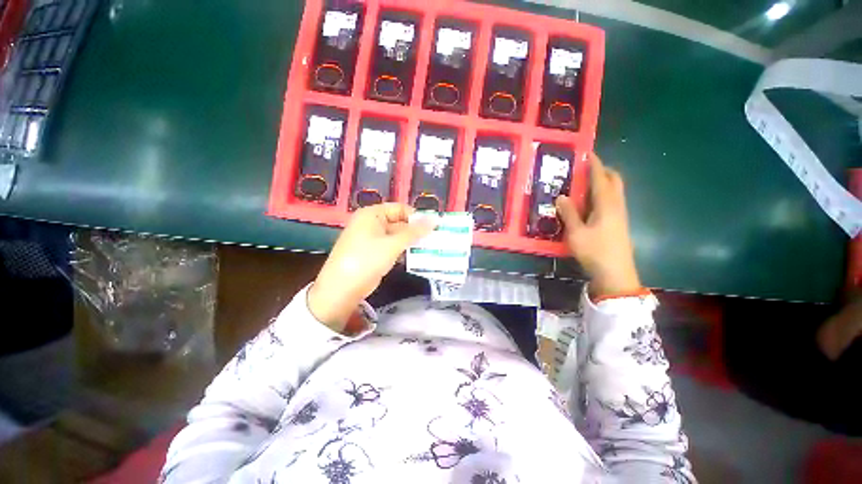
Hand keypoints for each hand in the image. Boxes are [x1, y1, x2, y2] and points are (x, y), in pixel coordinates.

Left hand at [308, 203, 436, 330]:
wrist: (342, 290)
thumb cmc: (366, 260)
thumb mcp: (392, 244)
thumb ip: (414, 232)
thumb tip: (434, 219)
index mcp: (372, 214)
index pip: (399, 209)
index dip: (416, 216)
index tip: (433, 227)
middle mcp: (371, 223)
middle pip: (399, 222)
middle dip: (415, 231)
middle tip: (435, 238)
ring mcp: (372, 239)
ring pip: (397, 236)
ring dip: (411, 242)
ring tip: (430, 247)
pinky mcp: (374, 253)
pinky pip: (392, 247)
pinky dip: (404, 250)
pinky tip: (417, 256)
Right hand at [556, 153, 641, 298]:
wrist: (616, 273)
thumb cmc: (594, 251)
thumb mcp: (576, 233)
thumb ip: (568, 213)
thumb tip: (562, 196)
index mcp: (606, 205)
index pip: (601, 178)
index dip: (595, 164)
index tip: (587, 152)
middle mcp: (616, 206)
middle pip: (615, 180)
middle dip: (603, 170)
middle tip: (585, 169)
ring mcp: (620, 215)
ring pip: (615, 191)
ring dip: (603, 182)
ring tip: (584, 184)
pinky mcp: (619, 223)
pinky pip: (612, 201)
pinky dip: (603, 194)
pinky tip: (589, 203)